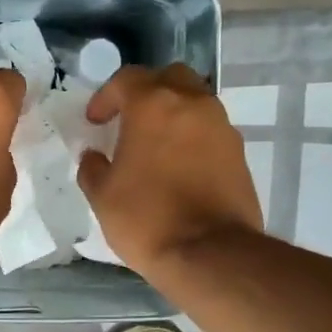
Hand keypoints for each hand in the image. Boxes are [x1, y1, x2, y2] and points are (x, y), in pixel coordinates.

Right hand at [78, 64, 263, 278]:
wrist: (209, 253)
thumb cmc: (146, 219)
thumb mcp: (102, 196)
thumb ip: (92, 168)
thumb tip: (94, 156)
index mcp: (153, 105)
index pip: (126, 80)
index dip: (106, 97)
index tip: (95, 122)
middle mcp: (192, 104)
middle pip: (169, 78)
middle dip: (147, 92)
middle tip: (130, 120)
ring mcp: (221, 126)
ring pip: (195, 102)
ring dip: (173, 114)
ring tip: (156, 145)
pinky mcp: (238, 152)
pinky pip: (210, 131)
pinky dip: (193, 138)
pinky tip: (179, 166)